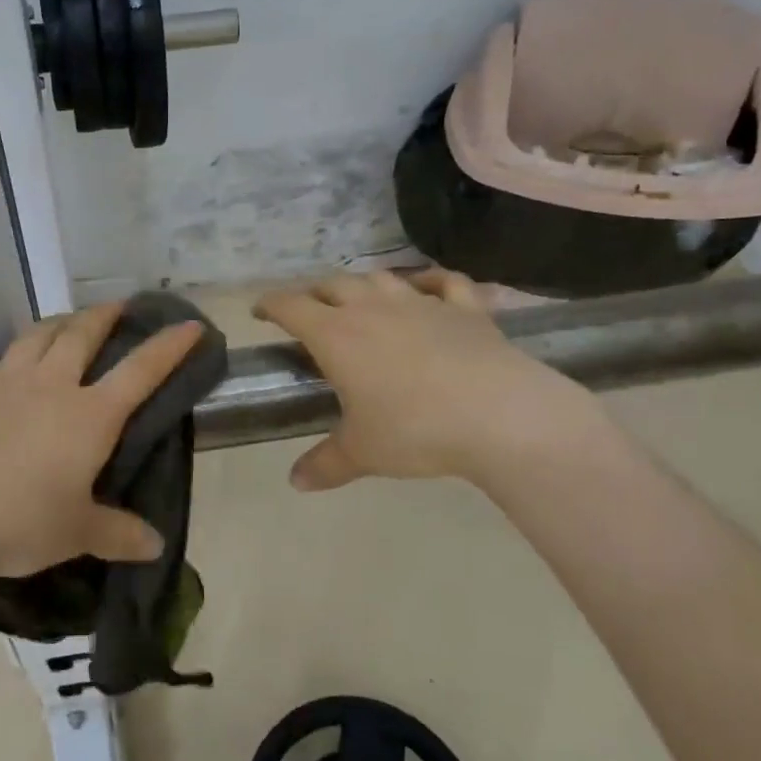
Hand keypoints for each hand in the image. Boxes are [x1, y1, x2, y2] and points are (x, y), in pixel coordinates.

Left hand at [0, 303, 205, 581]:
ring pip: (39, 335)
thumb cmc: (20, 521)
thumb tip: (156, 546)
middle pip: (83, 334)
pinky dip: (19, 354)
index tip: (190, 325)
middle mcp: (51, 385)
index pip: (141, 370)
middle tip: (118, 305)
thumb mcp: (76, 533)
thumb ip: (118, 534)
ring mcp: (5, 382)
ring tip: (68, 322)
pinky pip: (2, 360)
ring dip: (61, 322)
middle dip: (105, 315)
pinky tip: (13, 371)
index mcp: (89, 415)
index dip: (169, 346)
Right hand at [253, 268, 604, 493]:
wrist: (500, 416)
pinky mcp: (465, 308)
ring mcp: (421, 303)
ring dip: (363, 285)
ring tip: (359, 299)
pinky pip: (445, 282)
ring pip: (381, 278)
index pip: (291, 306)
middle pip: (333, 285)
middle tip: (309, 310)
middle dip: (315, 293)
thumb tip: (295, 483)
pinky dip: (431, 281)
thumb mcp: (363, 452)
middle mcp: (372, 308)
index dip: (271, 305)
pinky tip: (428, 288)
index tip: (260, 310)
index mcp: (337, 336)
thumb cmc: (416, 430)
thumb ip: (326, 463)